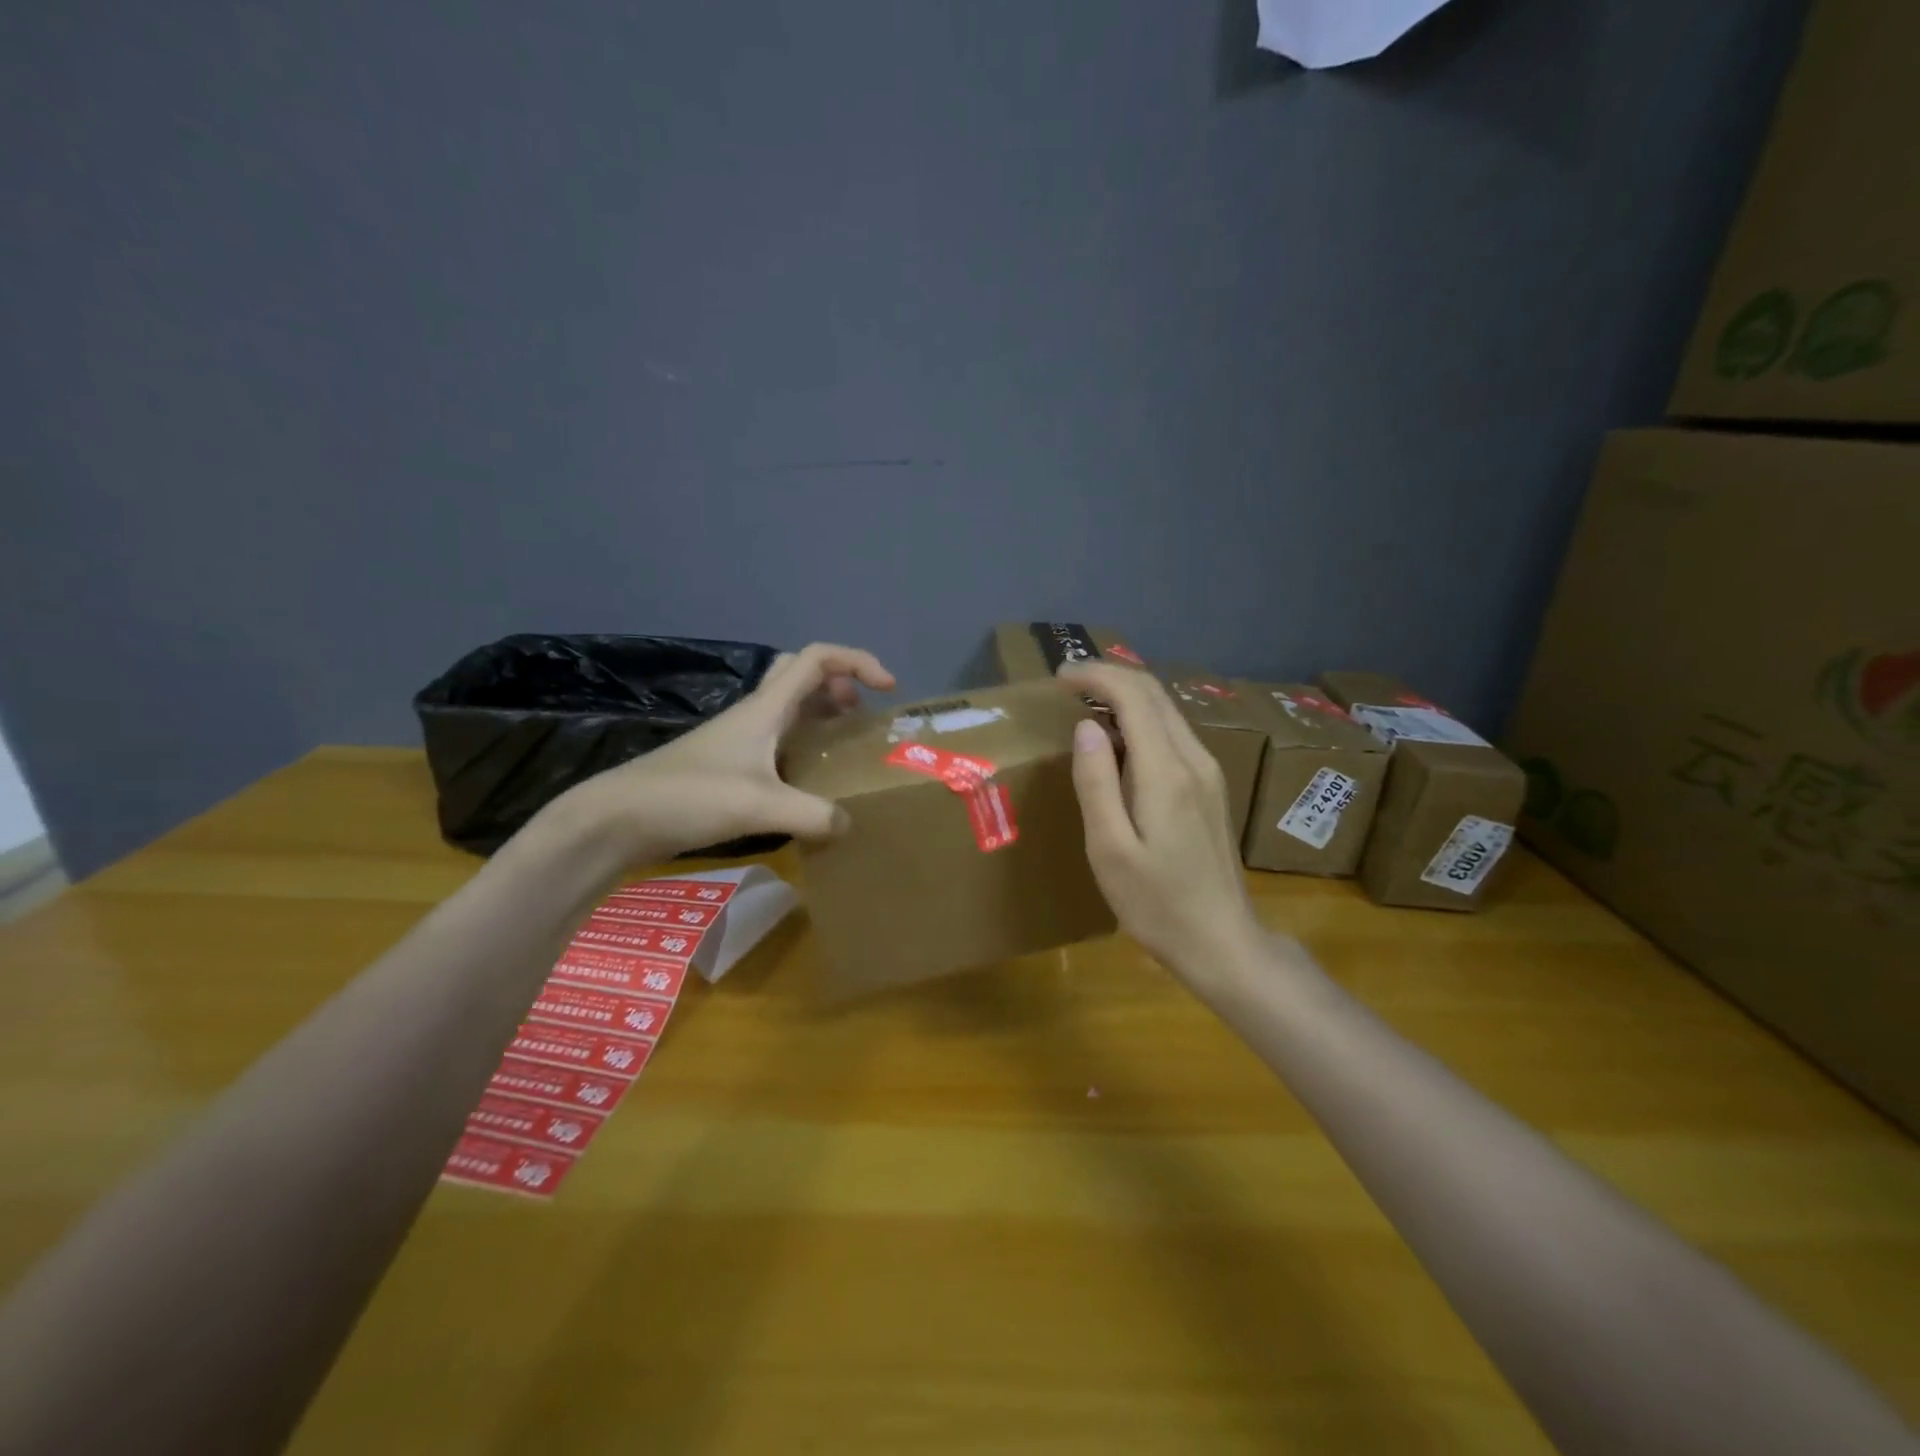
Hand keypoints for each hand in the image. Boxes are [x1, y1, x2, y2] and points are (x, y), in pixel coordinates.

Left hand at [547, 643, 895, 863]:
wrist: (617, 819)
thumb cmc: (689, 797)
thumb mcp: (760, 806)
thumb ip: (813, 815)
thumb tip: (848, 825)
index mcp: (764, 708)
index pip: (816, 659)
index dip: (857, 662)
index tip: (887, 689)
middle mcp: (753, 715)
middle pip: (800, 674)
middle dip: (838, 682)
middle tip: (859, 713)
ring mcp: (736, 739)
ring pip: (787, 706)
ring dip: (819, 711)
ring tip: (842, 741)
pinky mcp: (725, 764)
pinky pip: (775, 738)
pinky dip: (800, 742)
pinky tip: (806, 778)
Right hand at [1059, 662, 1262, 978]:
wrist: (1221, 941)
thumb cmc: (1157, 903)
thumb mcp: (1110, 849)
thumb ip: (1096, 783)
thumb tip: (1086, 726)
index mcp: (1167, 772)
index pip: (1134, 697)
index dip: (1096, 676)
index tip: (1059, 677)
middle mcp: (1195, 760)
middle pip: (1155, 695)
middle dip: (1110, 678)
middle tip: (1067, 682)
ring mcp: (1209, 772)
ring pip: (1167, 711)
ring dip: (1126, 697)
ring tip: (1084, 703)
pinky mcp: (1210, 787)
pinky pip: (1173, 734)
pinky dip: (1141, 721)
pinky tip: (1118, 740)